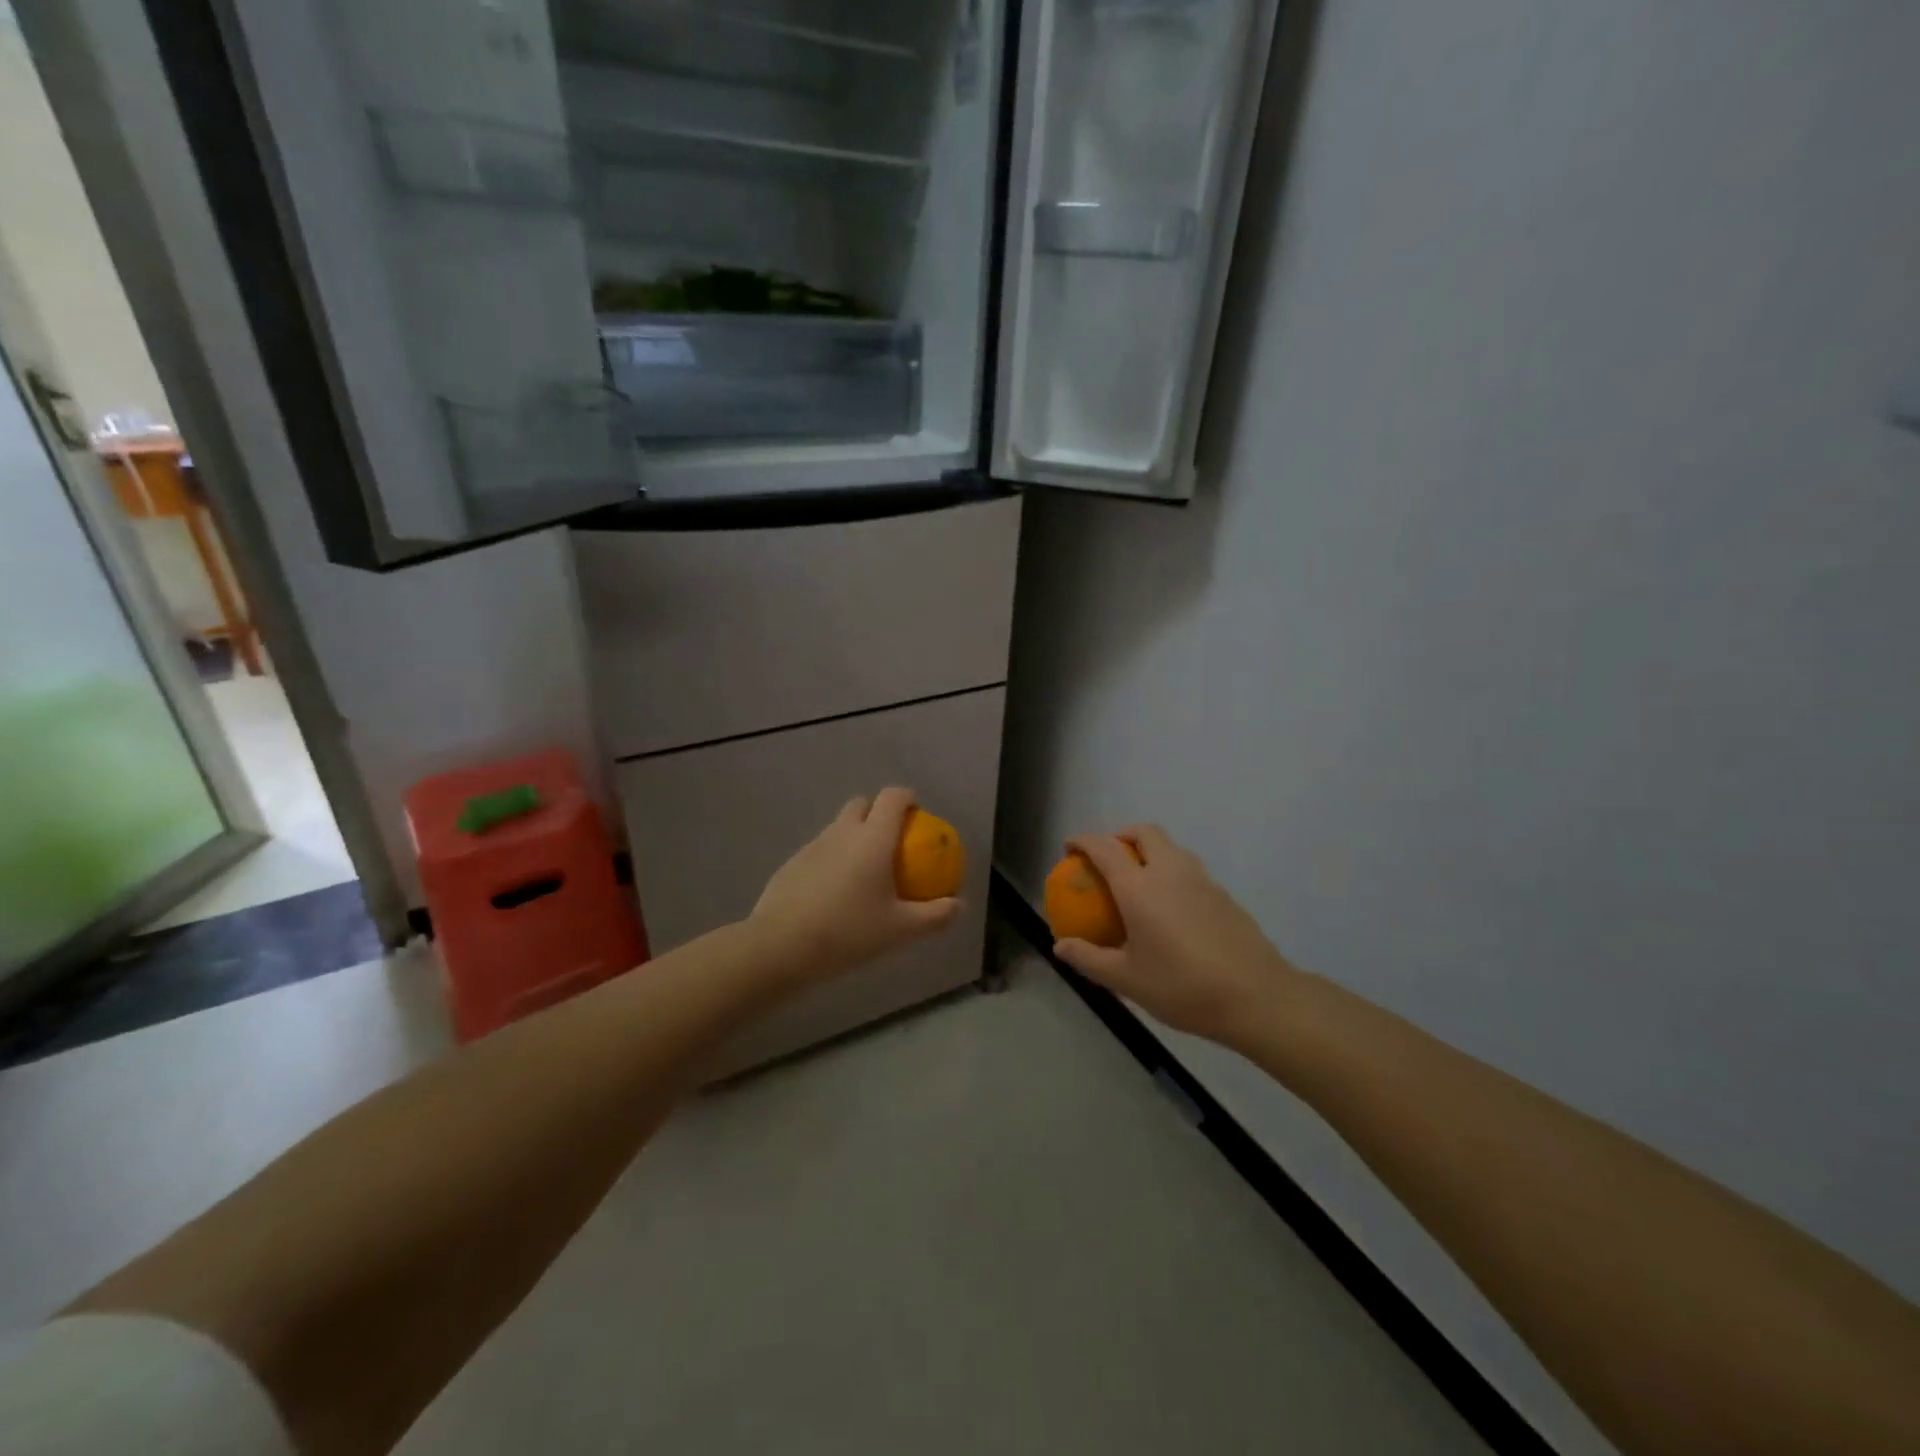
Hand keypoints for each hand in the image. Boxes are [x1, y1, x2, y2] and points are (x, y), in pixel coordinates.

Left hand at [750, 787, 959, 982]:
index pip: (893, 797)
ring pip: (838, 827)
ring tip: (864, 874)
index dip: (908, 799)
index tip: (918, 818)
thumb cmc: (848, 932)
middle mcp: (842, 832)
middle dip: (878, 813)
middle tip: (891, 845)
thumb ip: (935, 915)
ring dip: (854, 837)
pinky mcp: (792, 864)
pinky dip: (833, 860)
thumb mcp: (900, 930)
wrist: (780, 947)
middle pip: (862, 804)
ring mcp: (813, 845)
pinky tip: (834, 895)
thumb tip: (959, 905)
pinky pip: (820, 851)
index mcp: (873, 838)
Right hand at [1053, 826, 1298, 1045]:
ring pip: (1171, 848)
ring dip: (1150, 851)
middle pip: (1144, 832)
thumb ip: (1089, 958)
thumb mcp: (1126, 979)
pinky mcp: (1224, 894)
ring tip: (1138, 882)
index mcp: (1140, 887)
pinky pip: (1189, 870)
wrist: (1256, 997)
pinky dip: (1171, 873)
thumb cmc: (1182, 986)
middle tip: (1107, 859)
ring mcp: (1202, 880)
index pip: (1105, 848)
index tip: (1070, 848)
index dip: (1083, 841)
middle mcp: (1170, 872)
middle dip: (1121, 835)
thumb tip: (1060, 945)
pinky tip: (1170, 910)